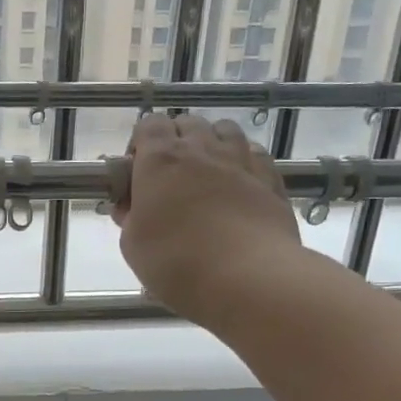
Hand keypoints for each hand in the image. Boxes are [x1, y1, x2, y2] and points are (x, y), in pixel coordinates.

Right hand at [113, 113, 300, 328]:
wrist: (247, 278)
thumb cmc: (176, 261)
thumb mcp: (132, 244)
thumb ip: (130, 217)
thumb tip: (132, 207)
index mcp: (161, 160)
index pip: (149, 124)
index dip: (141, 142)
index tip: (137, 170)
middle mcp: (201, 149)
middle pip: (187, 122)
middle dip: (176, 140)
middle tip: (170, 175)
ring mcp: (240, 161)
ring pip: (226, 130)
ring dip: (212, 142)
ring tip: (207, 172)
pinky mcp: (270, 179)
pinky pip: (255, 153)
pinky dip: (243, 159)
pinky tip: (239, 182)